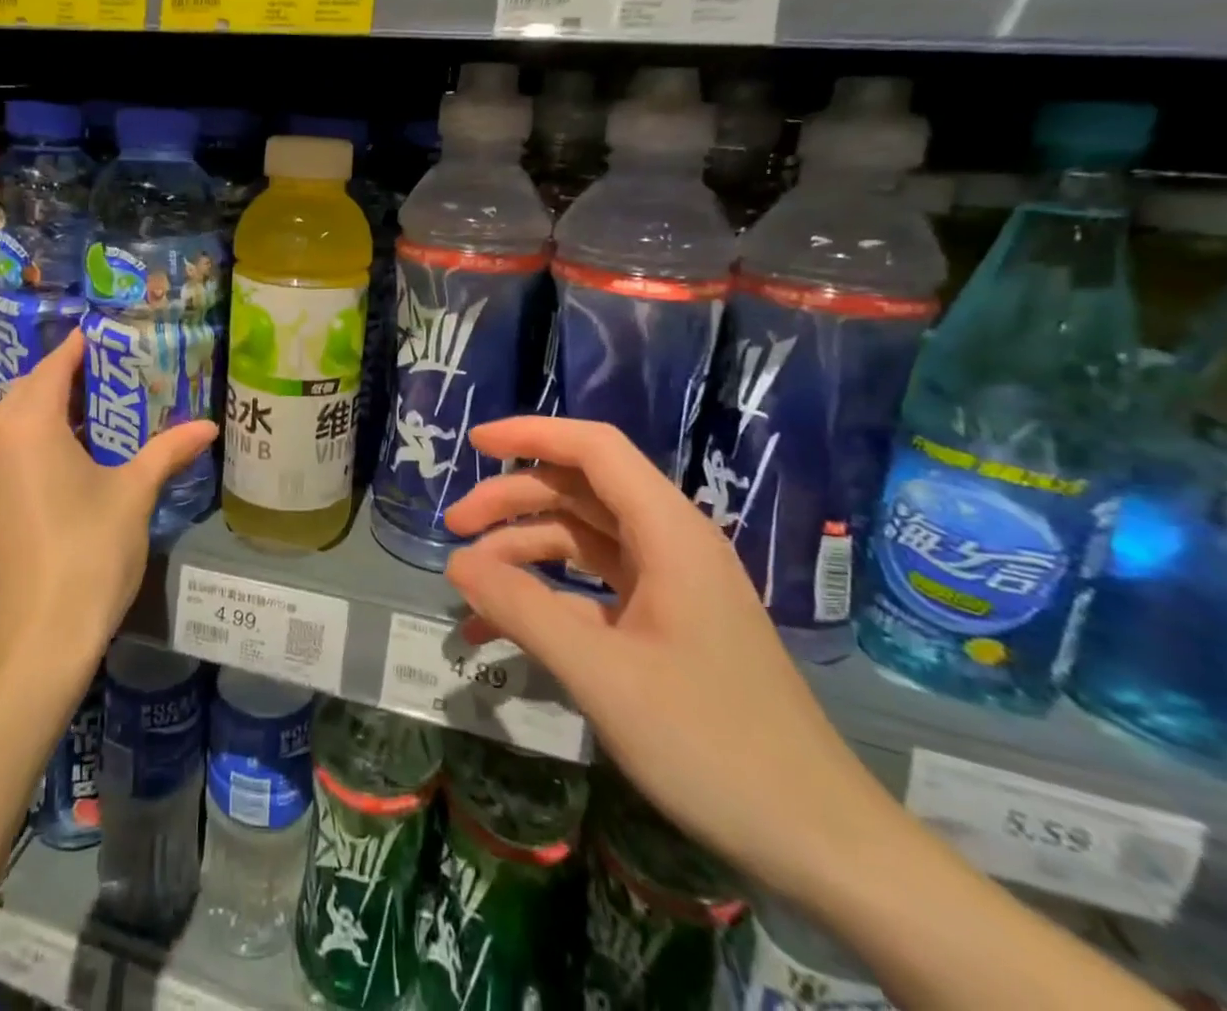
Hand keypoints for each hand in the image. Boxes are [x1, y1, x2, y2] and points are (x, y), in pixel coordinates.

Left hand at [0, 330, 216, 663]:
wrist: (40, 635)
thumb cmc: (91, 551)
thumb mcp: (135, 494)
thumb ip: (168, 451)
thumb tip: (209, 427)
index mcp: (30, 426)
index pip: (53, 368)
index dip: (76, 349)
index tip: (99, 334)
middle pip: (28, 390)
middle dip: (62, 376)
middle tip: (104, 371)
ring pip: (11, 420)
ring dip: (44, 407)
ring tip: (88, 408)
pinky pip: (3, 449)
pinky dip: (29, 437)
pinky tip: (62, 453)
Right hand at [443, 417, 897, 899]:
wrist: (820, 841)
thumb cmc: (713, 744)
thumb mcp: (602, 674)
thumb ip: (523, 609)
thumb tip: (456, 563)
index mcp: (669, 533)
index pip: (594, 449)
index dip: (532, 434)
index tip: (474, 443)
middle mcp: (670, 545)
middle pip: (579, 493)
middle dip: (513, 502)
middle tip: (454, 528)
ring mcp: (670, 587)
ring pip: (582, 540)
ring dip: (523, 551)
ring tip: (468, 583)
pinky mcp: (665, 626)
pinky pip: (592, 590)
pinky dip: (547, 597)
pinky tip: (502, 628)